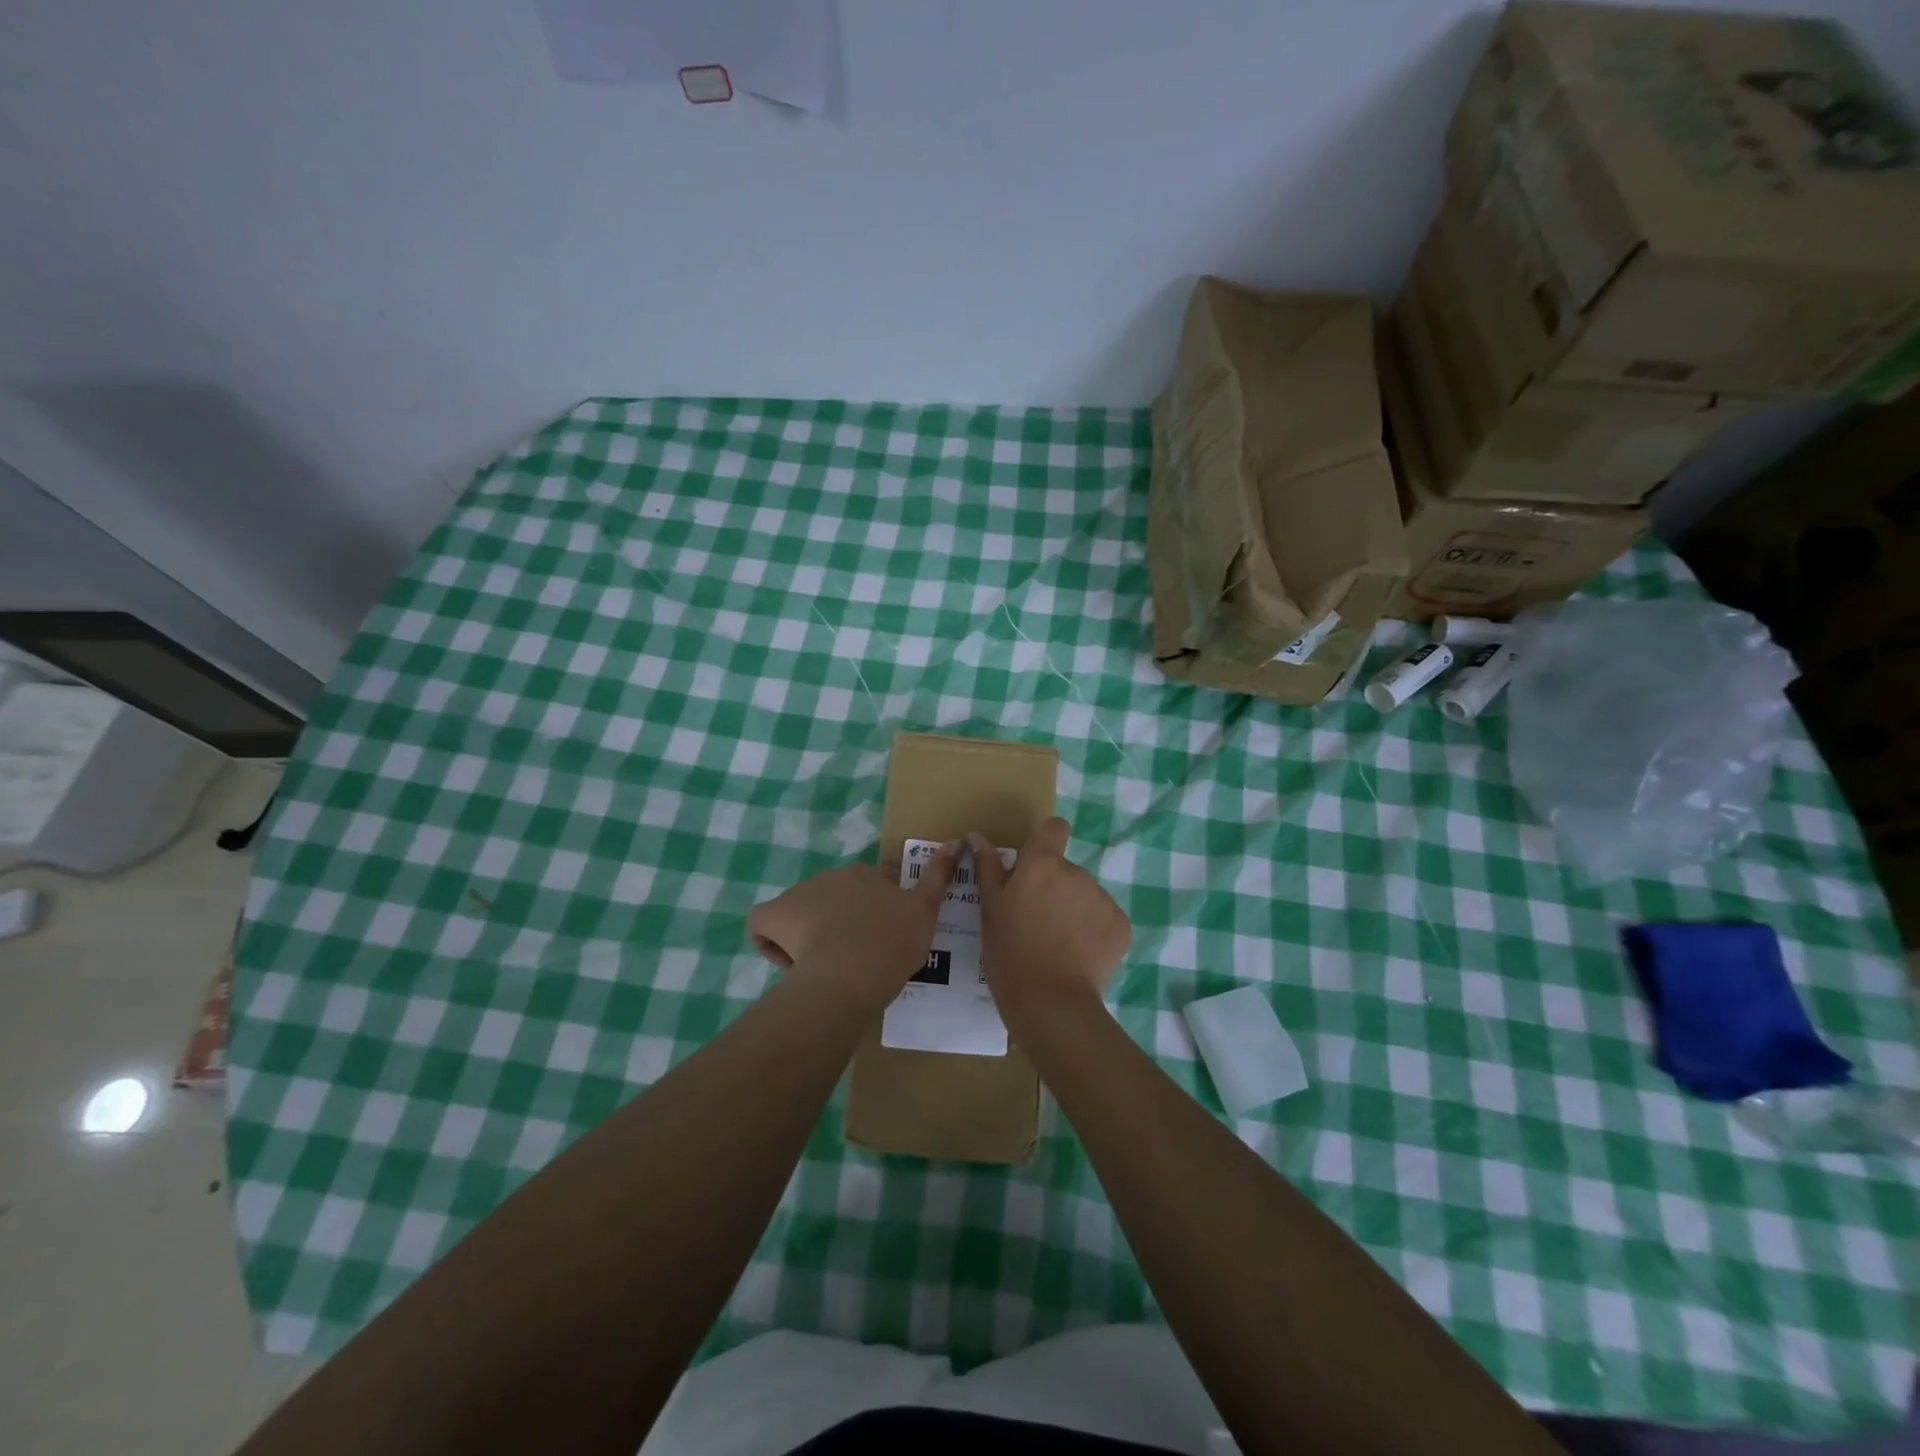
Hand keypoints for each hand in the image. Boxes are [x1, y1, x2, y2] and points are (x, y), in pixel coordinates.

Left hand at [747, 844, 959, 1001]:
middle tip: (852, 960)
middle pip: (830, 902)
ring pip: (800, 916)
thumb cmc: (891, 944)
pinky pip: (765, 926)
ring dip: (808, 936)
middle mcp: (829, 877)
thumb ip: (939, 876)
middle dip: (837, 925)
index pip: (864, 893)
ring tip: (823, 970)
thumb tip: (957, 840)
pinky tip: (790, 965)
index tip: (876, 946)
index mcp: (863, 875)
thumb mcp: (926, 912)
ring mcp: (798, 895)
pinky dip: (773, 943)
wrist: (852, 972)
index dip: (869, 919)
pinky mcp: (773, 915)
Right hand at [970, 818, 1130, 1020]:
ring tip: (1057, 945)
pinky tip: (1078, 957)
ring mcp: (1102, 899)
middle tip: (1037, 923)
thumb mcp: (990, 909)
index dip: (1046, 841)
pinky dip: (1094, 933)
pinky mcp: (1121, 926)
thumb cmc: (1009, 952)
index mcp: (1043, 864)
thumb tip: (977, 836)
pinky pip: (1104, 920)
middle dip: (1054, 889)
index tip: (1036, 865)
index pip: (1055, 829)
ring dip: (1074, 911)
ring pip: (1085, 896)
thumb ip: (987, 867)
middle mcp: (1076, 873)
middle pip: (1066, 870)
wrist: (1049, 1003)